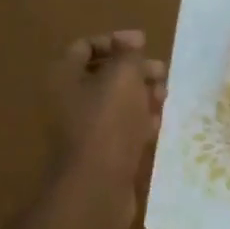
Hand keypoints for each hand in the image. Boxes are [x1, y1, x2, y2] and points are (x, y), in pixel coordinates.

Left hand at [47, 31, 166, 228]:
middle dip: (135, 70)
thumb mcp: (123, 76)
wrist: (96, 188)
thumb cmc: (107, 122)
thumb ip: (129, 54)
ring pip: (116, 103)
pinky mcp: (100, 153)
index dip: (116, 41)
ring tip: (165, 97)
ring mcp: (83, 129)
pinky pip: (121, 129)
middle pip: (104, 75)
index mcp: (64, 77)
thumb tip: (131, 43)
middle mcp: (68, 100)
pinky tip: (159, 122)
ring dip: (141, 95)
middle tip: (161, 72)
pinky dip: (140, 122)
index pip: (86, 46)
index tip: (144, 44)